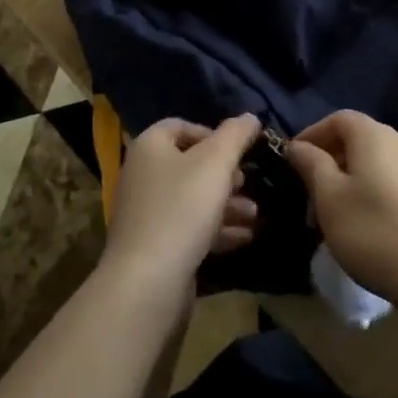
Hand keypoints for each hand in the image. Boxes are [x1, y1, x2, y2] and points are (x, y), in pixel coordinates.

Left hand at [100, 115, 260, 292]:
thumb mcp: (216, 163)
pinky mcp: (155, 245)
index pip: (180, 126)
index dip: (212, 133)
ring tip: (255, 215)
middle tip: (248, 183)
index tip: (239, 150)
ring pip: (193, 199)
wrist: (148, 280)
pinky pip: (190, 228)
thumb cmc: (182, 208)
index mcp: (149, 147)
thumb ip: (235, 135)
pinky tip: (244, 237)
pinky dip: (216, 229)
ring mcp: (147, 212)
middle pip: (189, 164)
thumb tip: (250, 117)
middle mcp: (143, 175)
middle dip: (225, 174)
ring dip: (227, 204)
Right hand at [284, 111, 397, 310]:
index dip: (311, 134)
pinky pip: (391, 180)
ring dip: (348, 178)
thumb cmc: (375, 232)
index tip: (291, 161)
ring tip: (332, 212)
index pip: (338, 119)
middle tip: (307, 192)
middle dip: (328, 159)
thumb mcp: (330, 198)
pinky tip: (363, 222)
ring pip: (374, 162)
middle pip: (357, 139)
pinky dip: (370, 190)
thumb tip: (298, 145)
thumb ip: (312, 165)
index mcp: (375, 136)